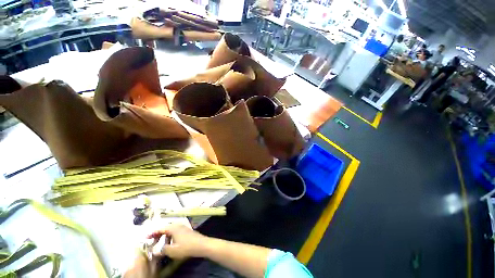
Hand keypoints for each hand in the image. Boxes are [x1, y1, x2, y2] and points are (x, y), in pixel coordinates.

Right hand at [147, 224, 207, 258]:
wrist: (201, 244)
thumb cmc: (186, 247)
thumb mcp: (172, 251)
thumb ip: (162, 250)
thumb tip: (156, 250)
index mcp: (173, 228)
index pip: (161, 228)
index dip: (152, 233)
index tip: (146, 237)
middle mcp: (178, 225)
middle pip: (166, 228)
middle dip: (159, 234)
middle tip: (153, 241)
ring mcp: (183, 227)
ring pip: (171, 230)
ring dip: (165, 236)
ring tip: (161, 244)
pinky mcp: (187, 231)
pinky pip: (176, 232)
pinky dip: (171, 237)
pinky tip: (171, 243)